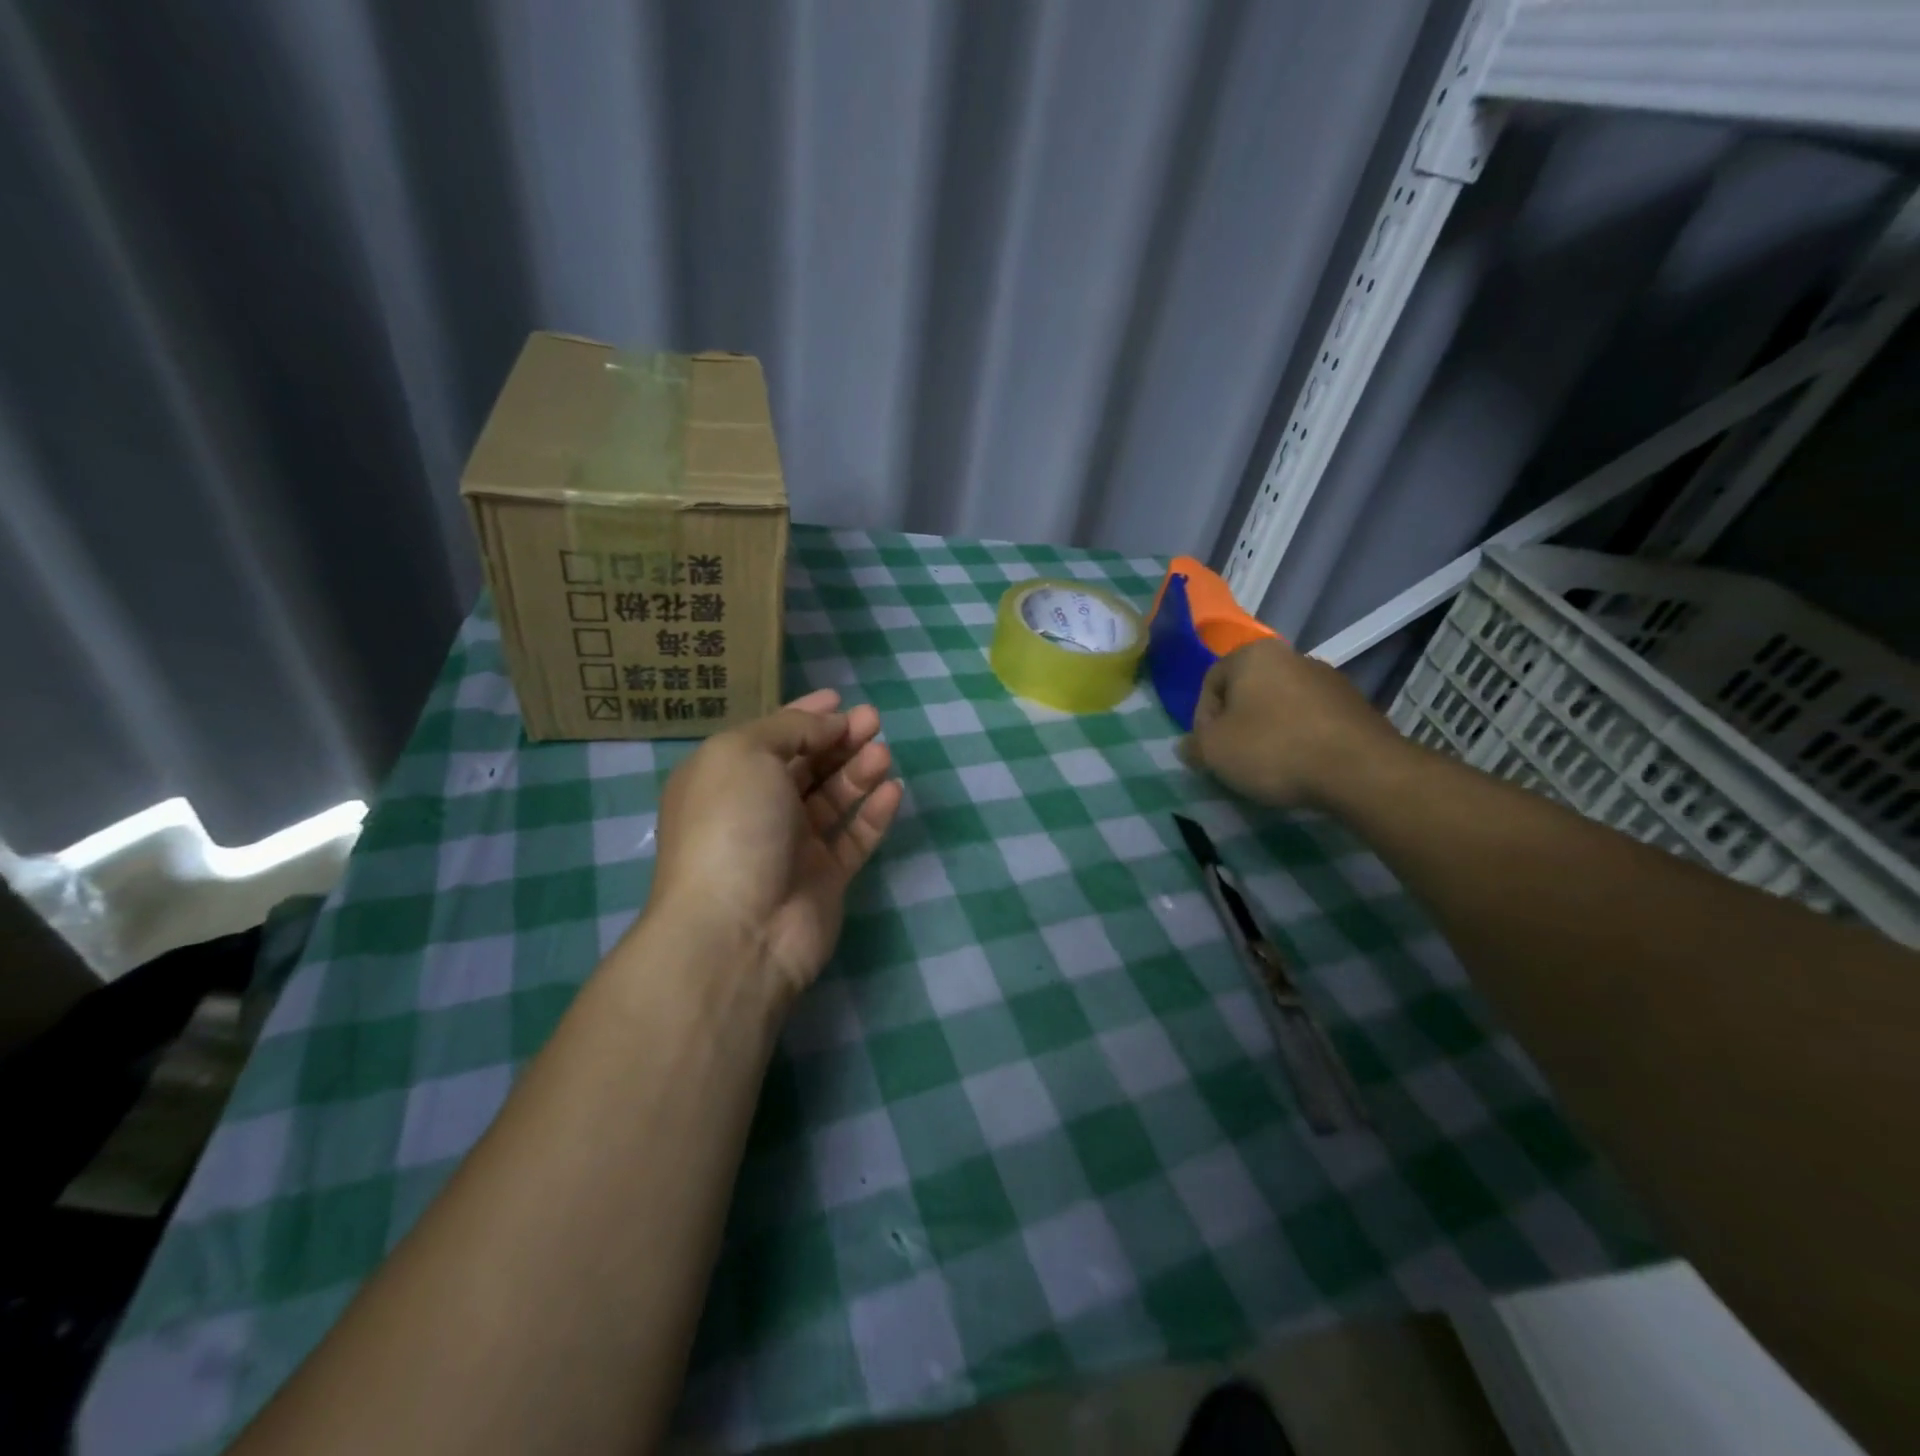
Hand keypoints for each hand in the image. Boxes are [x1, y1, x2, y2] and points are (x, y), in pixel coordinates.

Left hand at [647, 689, 903, 999]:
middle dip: (838, 738)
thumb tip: (829, 722)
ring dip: (858, 771)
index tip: (840, 698)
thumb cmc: (732, 825)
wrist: (739, 929)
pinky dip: (873, 813)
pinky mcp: (824, 879)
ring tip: (883, 753)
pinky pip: (854, 838)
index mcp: (725, 778)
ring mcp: (791, 847)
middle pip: (806, 765)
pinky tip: (893, 791)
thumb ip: (791, 728)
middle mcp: (756, 810)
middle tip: (873, 720)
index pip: (771, 737)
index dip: (805, 714)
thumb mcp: (746, 753)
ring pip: (832, 799)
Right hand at [1181, 638, 1404, 809]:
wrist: (1360, 770)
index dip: (1202, 719)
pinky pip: (1311, 719)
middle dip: (1237, 723)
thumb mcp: (1214, 752)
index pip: (1211, 681)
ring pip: (1281, 705)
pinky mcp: (1355, 705)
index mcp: (1253, 655)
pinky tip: (1301, 766)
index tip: (1209, 750)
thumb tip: (1188, 746)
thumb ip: (1193, 746)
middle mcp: (1292, 656)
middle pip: (1248, 691)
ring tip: (1269, 767)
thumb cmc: (1273, 749)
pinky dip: (1300, 738)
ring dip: (1269, 731)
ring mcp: (1328, 678)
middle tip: (1234, 759)